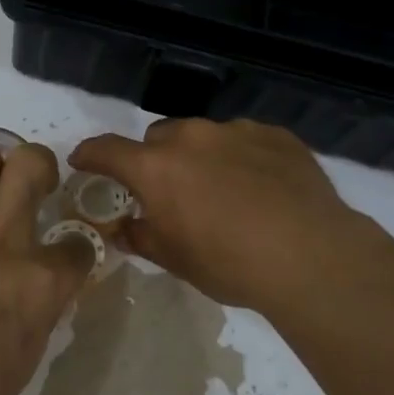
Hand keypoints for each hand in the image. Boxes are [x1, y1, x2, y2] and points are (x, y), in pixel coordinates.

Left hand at [0, 141, 93, 394]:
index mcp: (39, 282)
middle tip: (28, 183)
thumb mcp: (28, 354)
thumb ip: (42, 305)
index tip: (64, 253)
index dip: (75, 247)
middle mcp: (2, 243)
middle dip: (37, 164)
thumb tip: (45, 280)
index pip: (78, 242)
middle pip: (30, 163)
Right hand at [71, 118, 390, 312]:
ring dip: (199, 157)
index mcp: (156, 167)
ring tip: (221, 191)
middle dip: (154, 161)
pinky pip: (243, 140)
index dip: (89, 155)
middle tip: (168, 193)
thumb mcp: (174, 259)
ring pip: (201, 136)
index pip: (107, 150)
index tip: (82, 162)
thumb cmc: (229, 263)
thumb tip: (122, 229)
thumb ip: (140, 237)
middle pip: (157, 139)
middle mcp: (191, 137)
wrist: (311, 256)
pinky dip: (239, 157)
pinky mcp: (274, 134)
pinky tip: (259, 187)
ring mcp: (235, 131)